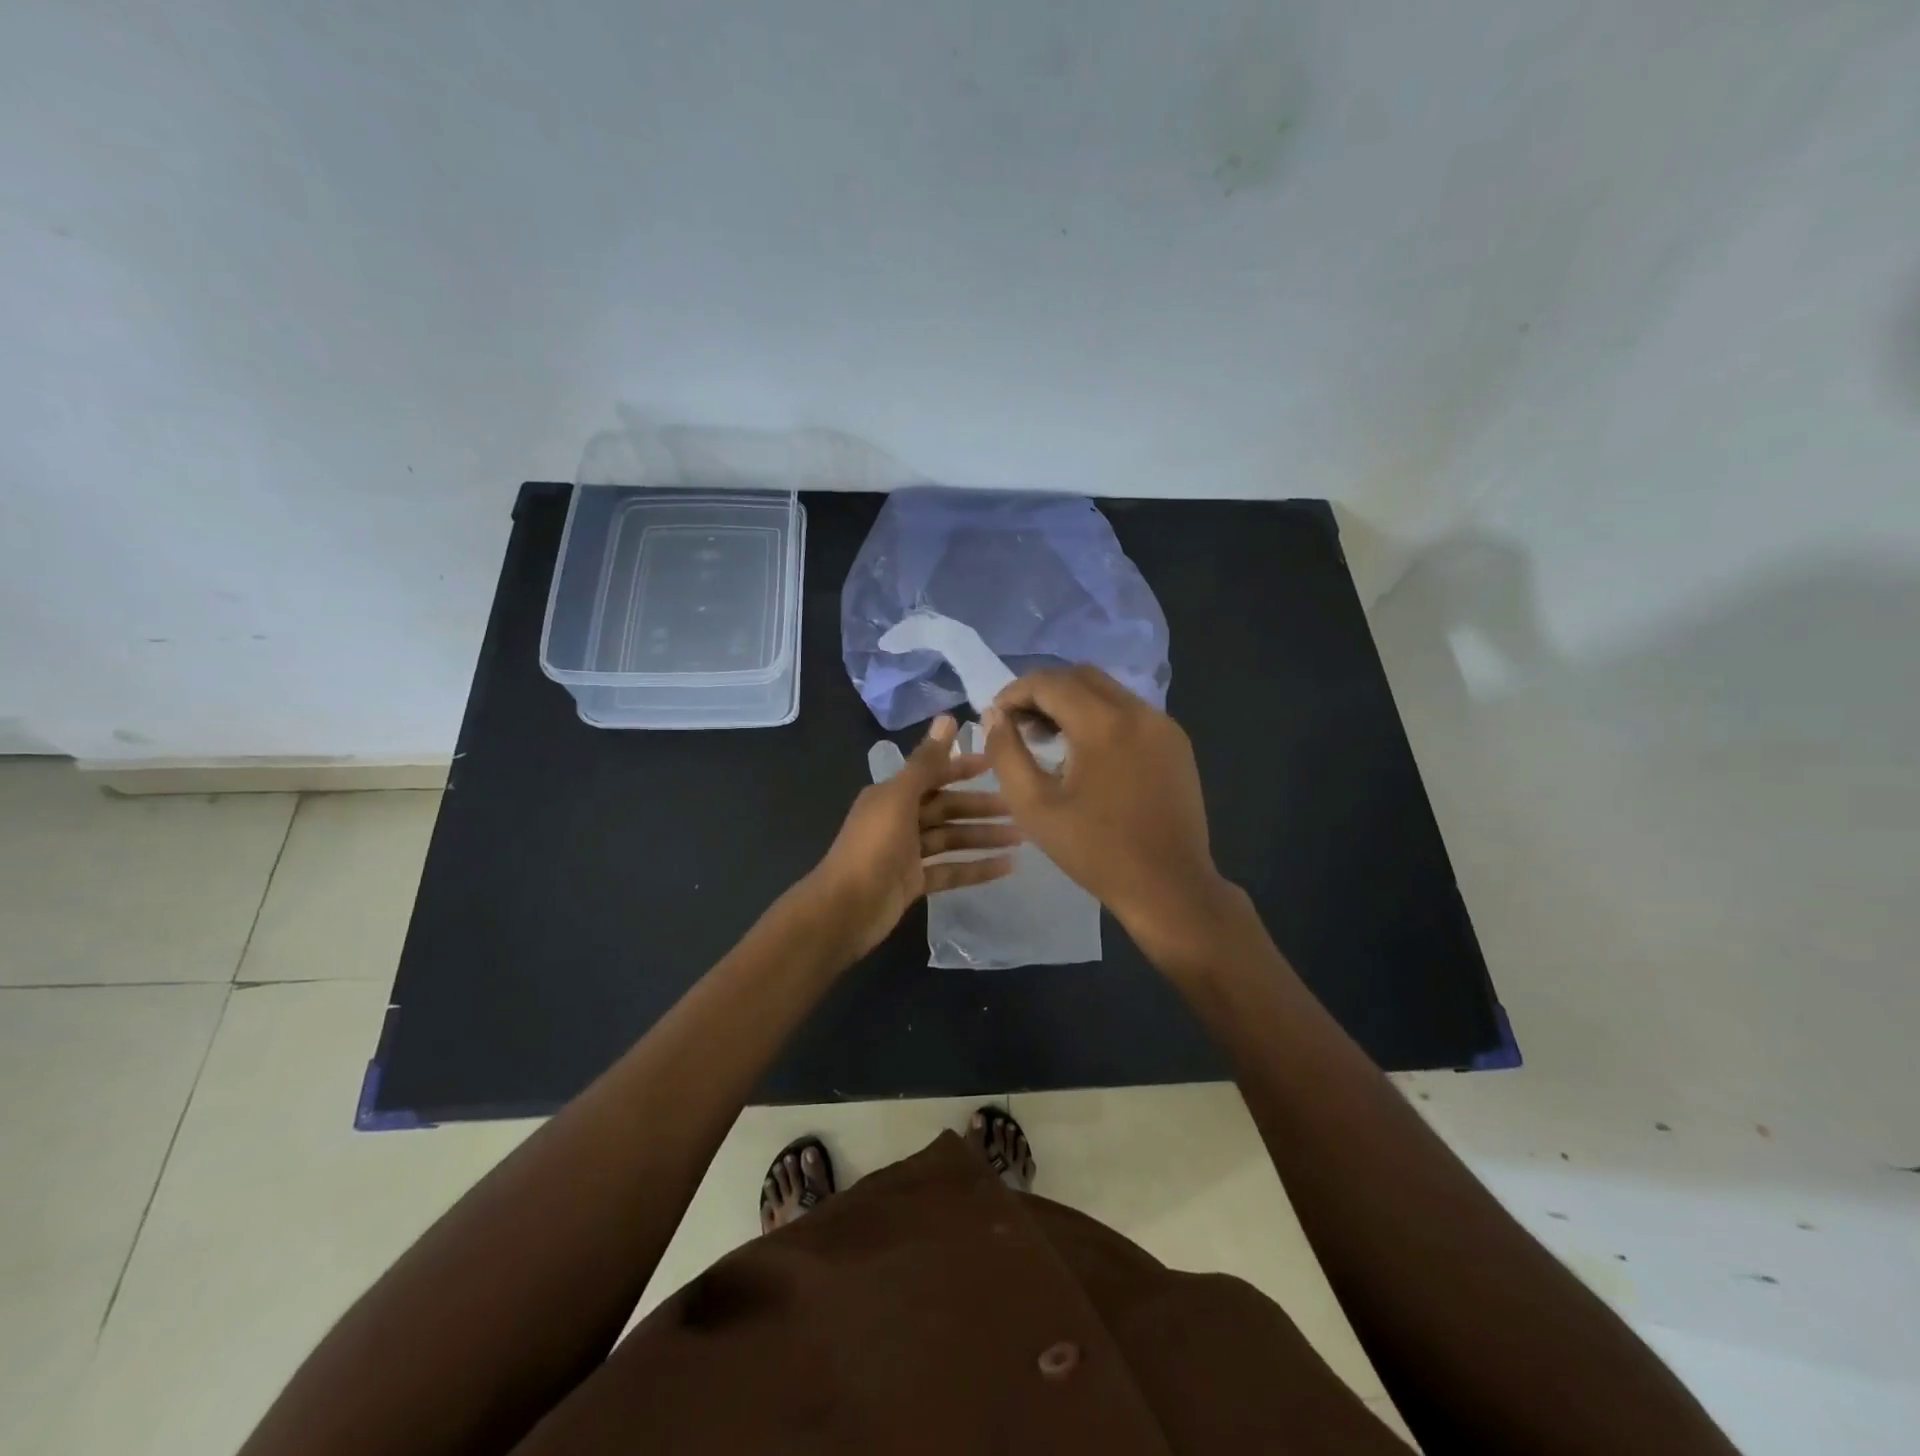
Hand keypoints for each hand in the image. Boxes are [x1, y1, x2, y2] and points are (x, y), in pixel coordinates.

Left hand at [805, 714, 1020, 960]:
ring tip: (1021, 838)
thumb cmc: (873, 847)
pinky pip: (951, 870)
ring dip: (983, 837)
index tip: (996, 764)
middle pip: (947, 808)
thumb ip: (926, 762)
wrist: (846, 909)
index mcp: (892, 795)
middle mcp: (899, 819)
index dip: (963, 768)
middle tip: (1019, 807)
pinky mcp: (914, 882)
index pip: (934, 775)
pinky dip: (977, 868)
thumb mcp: (899, 798)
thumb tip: (948, 717)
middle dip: (980, 807)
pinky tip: (1007, 867)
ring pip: (952, 839)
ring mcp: (907, 853)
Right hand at [983, 668, 1235, 970]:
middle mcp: (1138, 711)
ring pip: (1108, 691)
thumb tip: (993, 715)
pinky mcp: (1176, 743)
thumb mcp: (1034, 806)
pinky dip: (1100, 717)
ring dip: (1072, 703)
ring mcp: (1163, 725)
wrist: (1169, 886)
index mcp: (1103, 723)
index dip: (1015, 693)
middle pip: (1081, 677)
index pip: (1050, 682)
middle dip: (1043, 692)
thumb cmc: (1095, 851)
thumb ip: (1006, 753)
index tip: (996, 718)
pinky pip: (1130, 712)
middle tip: (1019, 726)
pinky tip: (1087, 753)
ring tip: (1048, 739)